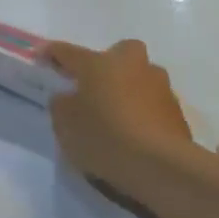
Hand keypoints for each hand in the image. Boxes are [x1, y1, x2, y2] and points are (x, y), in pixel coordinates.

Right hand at [44, 39, 193, 198]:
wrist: (160, 165)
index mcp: (99, 63)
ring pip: (138, 77)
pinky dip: (142, 111)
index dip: (52, 53)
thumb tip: (69, 97)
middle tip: (93, 86)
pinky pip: (151, 103)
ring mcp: (159, 86)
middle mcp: (131, 65)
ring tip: (115, 115)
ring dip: (127, 88)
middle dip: (107, 64)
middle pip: (117, 54)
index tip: (42, 56)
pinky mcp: (176, 110)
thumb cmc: (104, 137)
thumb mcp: (65, 124)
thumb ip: (62, 105)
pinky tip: (134, 133)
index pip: (68, 52)